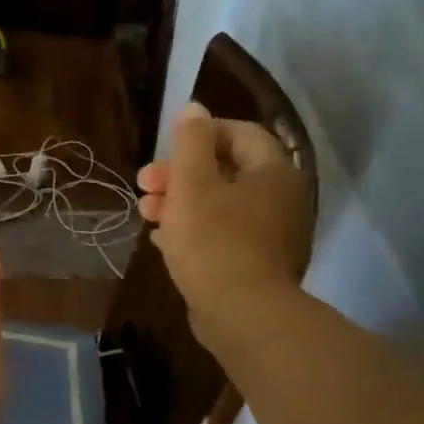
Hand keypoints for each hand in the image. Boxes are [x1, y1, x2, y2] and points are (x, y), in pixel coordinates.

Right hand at [138, 103, 312, 348]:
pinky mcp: (256, 264)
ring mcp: (271, 233)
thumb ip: (190, 142)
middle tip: (144, 185)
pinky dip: (194, 231)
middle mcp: (279, 197)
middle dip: (180, 174)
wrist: (243, 315)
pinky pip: (223, 235)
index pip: (239, 133)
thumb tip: (193, 108)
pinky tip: (163, 241)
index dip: (198, 135)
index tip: (164, 151)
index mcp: (272, 171)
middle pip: (225, 170)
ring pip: (220, 204)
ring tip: (146, 215)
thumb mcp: (192, 185)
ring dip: (181, 203)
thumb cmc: (214, 242)